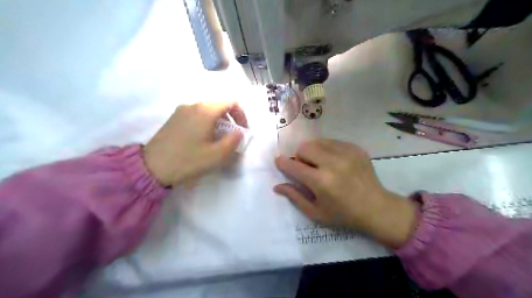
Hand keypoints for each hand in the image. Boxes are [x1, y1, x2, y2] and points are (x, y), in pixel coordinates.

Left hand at [144, 102, 246, 185]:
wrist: (152, 167)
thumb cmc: (187, 160)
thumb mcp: (216, 155)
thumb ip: (233, 141)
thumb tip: (238, 132)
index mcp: (205, 111)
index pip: (231, 102)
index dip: (241, 114)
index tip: (242, 131)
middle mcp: (193, 105)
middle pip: (219, 105)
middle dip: (230, 120)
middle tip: (231, 138)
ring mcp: (181, 111)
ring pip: (208, 111)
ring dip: (218, 123)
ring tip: (217, 141)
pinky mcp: (174, 118)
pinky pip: (196, 115)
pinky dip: (206, 123)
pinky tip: (202, 140)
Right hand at [274, 140, 418, 248]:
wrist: (377, 208)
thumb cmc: (343, 215)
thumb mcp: (316, 212)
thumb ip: (295, 196)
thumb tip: (277, 186)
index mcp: (321, 182)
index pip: (293, 166)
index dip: (282, 163)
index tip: (279, 162)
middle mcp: (333, 163)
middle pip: (304, 147)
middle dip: (299, 157)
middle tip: (307, 168)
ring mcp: (346, 153)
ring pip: (317, 142)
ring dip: (313, 152)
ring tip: (320, 164)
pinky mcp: (355, 148)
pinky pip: (332, 142)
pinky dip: (327, 150)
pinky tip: (334, 162)